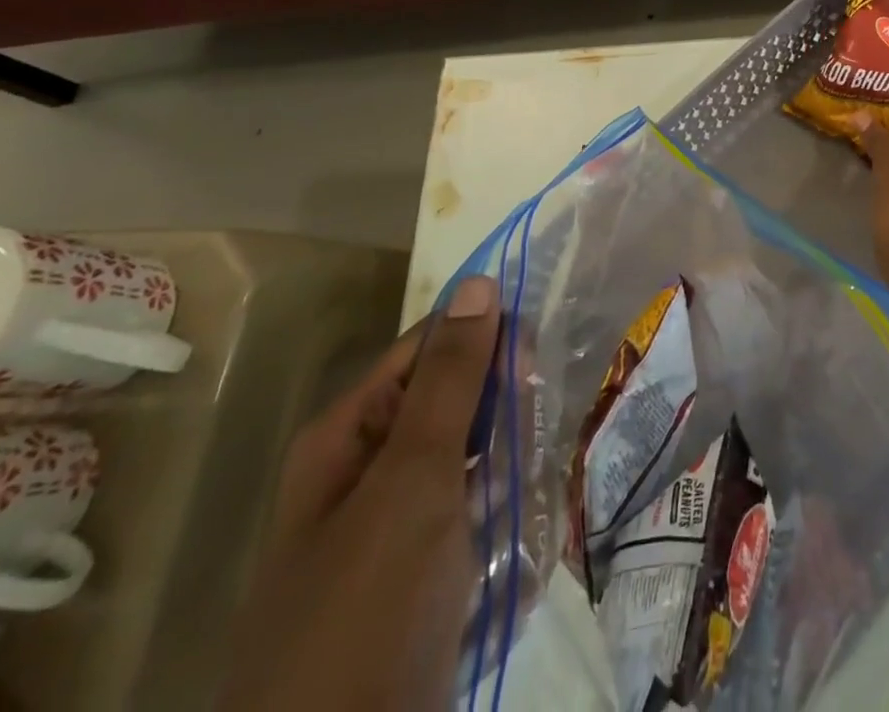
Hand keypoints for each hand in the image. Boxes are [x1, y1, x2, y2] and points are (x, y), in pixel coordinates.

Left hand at [219, 277, 501, 711]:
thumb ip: (452, 378)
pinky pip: (482, 513)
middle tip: (520, 457)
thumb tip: (480, 282)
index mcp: (352, 433)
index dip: (486, 341)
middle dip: (503, 420)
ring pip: (481, 458)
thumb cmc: (370, 606)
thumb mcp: (414, 478)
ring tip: (519, 511)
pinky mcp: (429, 571)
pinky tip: (521, 542)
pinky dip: (507, 519)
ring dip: (511, 474)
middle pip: (460, 403)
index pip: (432, 347)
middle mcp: (372, 468)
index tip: (536, 358)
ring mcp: (401, 524)